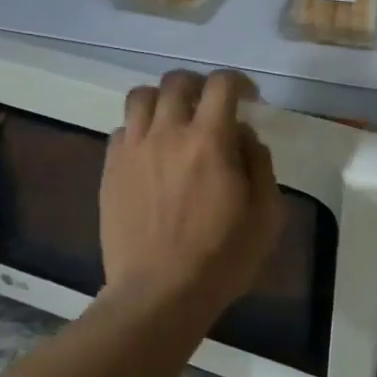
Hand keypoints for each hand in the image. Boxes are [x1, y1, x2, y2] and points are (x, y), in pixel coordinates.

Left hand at [100, 70, 283, 313]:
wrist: (159, 294)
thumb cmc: (222, 258)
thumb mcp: (266, 215)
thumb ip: (259, 164)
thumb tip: (244, 137)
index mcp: (210, 140)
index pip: (221, 85)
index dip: (238, 81)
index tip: (248, 97)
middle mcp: (167, 133)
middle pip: (176, 81)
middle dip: (199, 85)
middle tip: (210, 106)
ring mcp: (132, 150)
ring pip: (140, 97)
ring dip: (162, 99)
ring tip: (174, 120)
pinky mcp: (110, 170)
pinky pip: (121, 130)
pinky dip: (139, 130)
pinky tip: (150, 153)